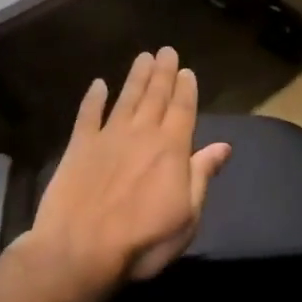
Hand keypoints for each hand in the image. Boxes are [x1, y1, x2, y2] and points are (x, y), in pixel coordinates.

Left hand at [25, 47, 232, 291]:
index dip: (186, 88)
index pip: (183, 109)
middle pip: (155, 96)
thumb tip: (224, 146)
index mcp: (171, 148)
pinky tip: (98, 84)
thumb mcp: (187, 216)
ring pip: (126, 98)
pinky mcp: (78, 147)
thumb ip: (202, 175)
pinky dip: (93, 98)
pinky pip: (87, 115)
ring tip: (143, 57)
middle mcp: (141, 134)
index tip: (187, 70)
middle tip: (167, 50)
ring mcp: (108, 137)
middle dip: (163, 72)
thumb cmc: (143, 240)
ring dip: (136, 77)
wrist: (79, 251)